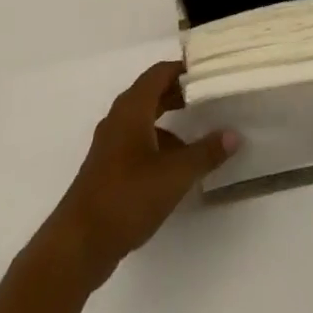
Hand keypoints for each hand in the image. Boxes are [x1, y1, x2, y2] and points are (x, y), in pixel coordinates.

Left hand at [40, 61, 238, 288]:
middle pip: (151, 93)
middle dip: (178, 93)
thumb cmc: (127, 197)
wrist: (78, 244)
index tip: (207, 71)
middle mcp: (119, 118)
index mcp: (132, 108)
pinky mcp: (107, 168)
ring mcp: (110, 144)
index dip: (182, 68)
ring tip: (197, 134)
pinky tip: (174, 168)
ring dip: (169, 121)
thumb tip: (234, 135)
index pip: (159, 73)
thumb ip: (205, 153)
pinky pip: (136, 142)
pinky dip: (157, 143)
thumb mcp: (174, 175)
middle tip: (208, 97)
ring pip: (144, 119)